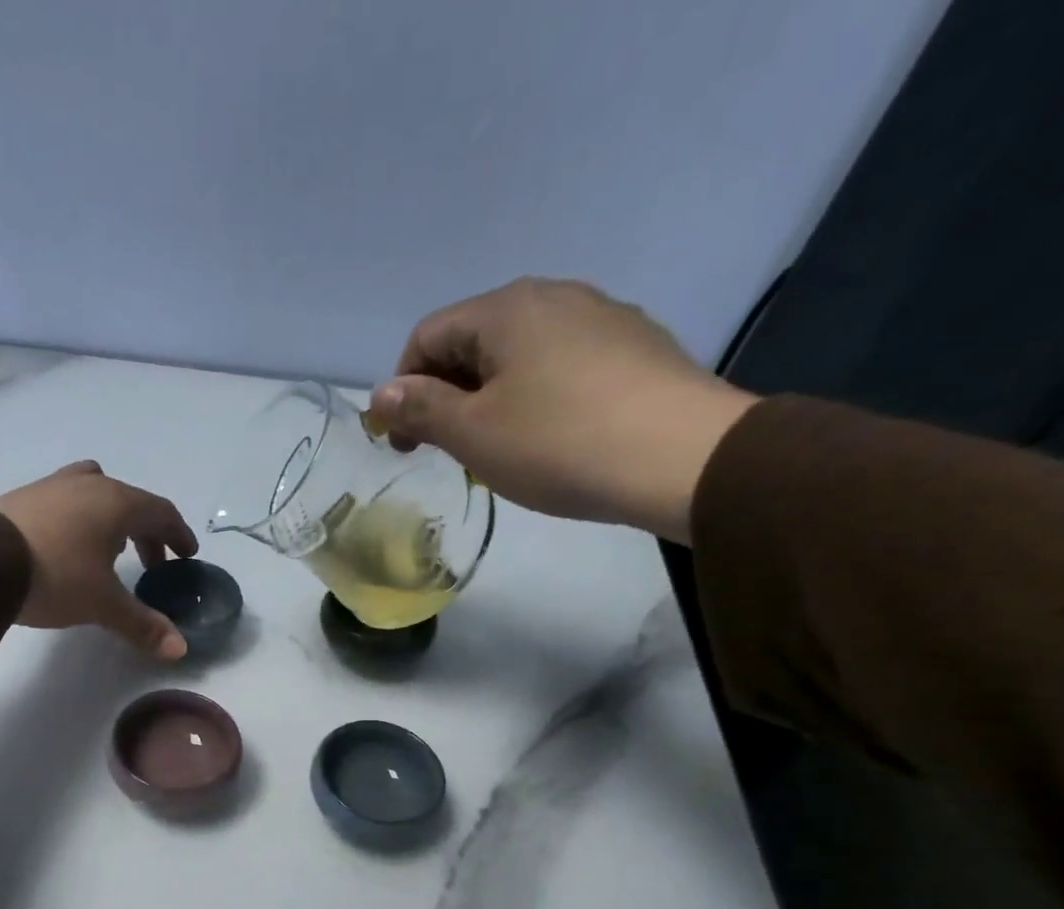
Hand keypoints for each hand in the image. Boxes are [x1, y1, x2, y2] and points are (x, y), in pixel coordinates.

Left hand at [0, 461, 199, 658]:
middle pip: (130, 502)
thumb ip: (142, 624)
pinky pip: (65, 501)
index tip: (185, 555)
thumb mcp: (102, 604)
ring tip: (108, 550)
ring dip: (111, 520)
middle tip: (151, 564)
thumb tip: (180, 649)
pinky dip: (79, 519)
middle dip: (147, 532)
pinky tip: (67, 546)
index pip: (161, 512)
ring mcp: (52, 486)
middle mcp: (89, 485)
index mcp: (117, 503)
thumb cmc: (55, 576)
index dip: (178, 534)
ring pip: (95, 493)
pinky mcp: (23, 496)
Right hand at [368, 280, 757, 543]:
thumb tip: (382, 394)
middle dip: (445, 394)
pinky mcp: (634, 346)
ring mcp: (601, 317)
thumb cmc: (558, 443)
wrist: (682, 457)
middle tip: (444, 450)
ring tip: (495, 448)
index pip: (427, 336)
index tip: (404, 441)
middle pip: (473, 341)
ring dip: (489, 397)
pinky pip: (561, 365)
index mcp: (506, 309)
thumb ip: (421, 409)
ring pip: (518, 354)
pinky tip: (548, 437)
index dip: (402, 389)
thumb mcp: (473, 433)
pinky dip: (534, 396)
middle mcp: (553, 296)